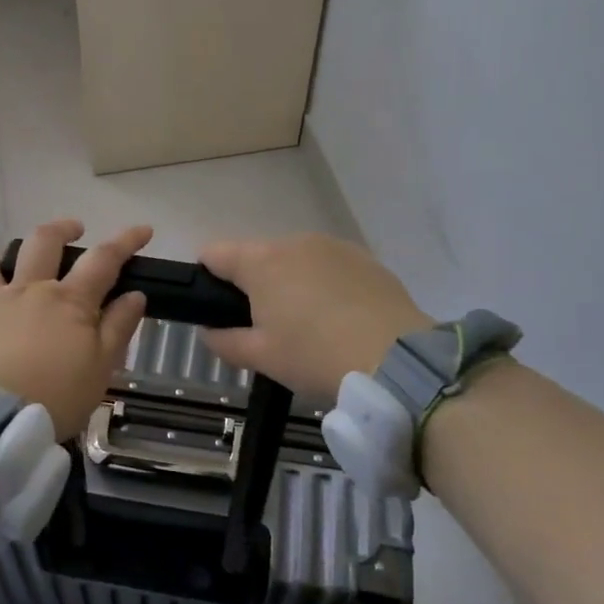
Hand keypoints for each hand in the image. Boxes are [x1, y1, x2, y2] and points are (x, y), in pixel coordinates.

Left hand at [0, 220, 152, 439]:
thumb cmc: (51, 397)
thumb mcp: (99, 370)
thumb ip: (117, 329)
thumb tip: (135, 294)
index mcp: (71, 301)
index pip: (104, 259)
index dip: (126, 241)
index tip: (144, 230)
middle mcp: (32, 290)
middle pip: (47, 242)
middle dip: (64, 229)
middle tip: (76, 229)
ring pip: (5, 259)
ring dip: (19, 252)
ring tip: (24, 261)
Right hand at [198, 234, 430, 398]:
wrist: (397, 361)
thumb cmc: (315, 356)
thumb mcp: (262, 357)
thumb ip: (225, 341)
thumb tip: (209, 331)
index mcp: (261, 262)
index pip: (214, 253)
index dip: (206, 277)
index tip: (217, 308)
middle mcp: (294, 242)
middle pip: (257, 256)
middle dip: (254, 285)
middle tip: (266, 328)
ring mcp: (333, 246)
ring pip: (295, 259)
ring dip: (290, 282)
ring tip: (308, 325)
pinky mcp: (365, 258)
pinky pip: (329, 266)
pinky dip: (324, 284)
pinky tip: (340, 318)